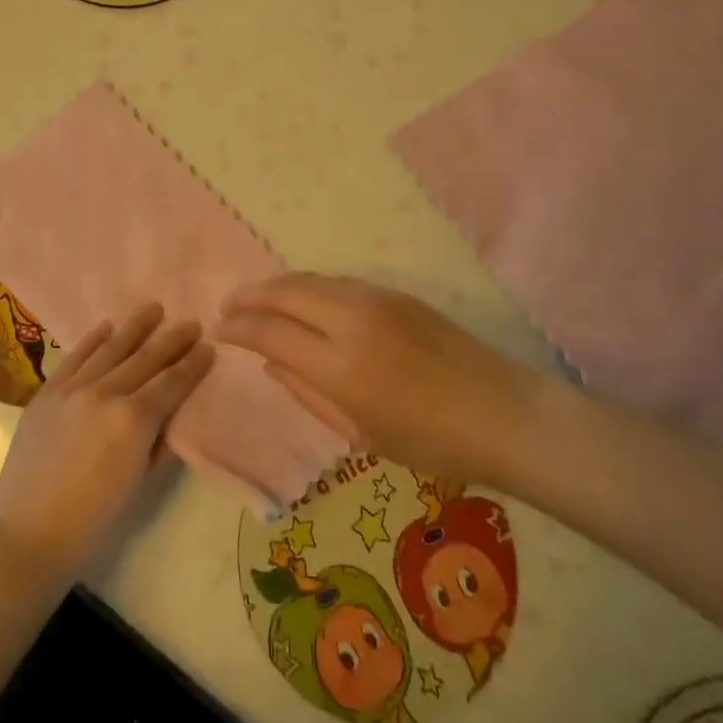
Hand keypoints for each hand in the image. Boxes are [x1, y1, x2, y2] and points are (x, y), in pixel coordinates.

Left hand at [0, 303, 212, 583]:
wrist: (26, 534)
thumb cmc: (92, 522)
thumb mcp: (139, 485)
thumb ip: (159, 444)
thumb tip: (171, 416)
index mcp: (134, 420)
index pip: (172, 383)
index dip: (192, 365)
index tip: (208, 347)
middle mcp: (106, 393)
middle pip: (146, 358)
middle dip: (172, 339)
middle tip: (191, 323)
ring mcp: (73, 388)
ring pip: (111, 348)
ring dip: (135, 327)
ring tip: (153, 308)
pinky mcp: (47, 392)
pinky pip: (74, 357)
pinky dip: (92, 339)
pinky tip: (106, 326)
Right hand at [219, 274, 545, 487]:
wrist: (503, 413)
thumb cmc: (432, 443)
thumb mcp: (361, 433)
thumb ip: (307, 393)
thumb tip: (270, 362)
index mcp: (341, 367)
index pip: (270, 332)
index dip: (238, 329)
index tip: (219, 330)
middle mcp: (352, 321)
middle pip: (284, 292)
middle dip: (249, 296)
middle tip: (228, 306)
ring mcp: (376, 300)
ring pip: (310, 279)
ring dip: (277, 286)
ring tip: (257, 299)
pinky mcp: (395, 293)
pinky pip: (337, 282)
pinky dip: (309, 287)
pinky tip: (303, 300)